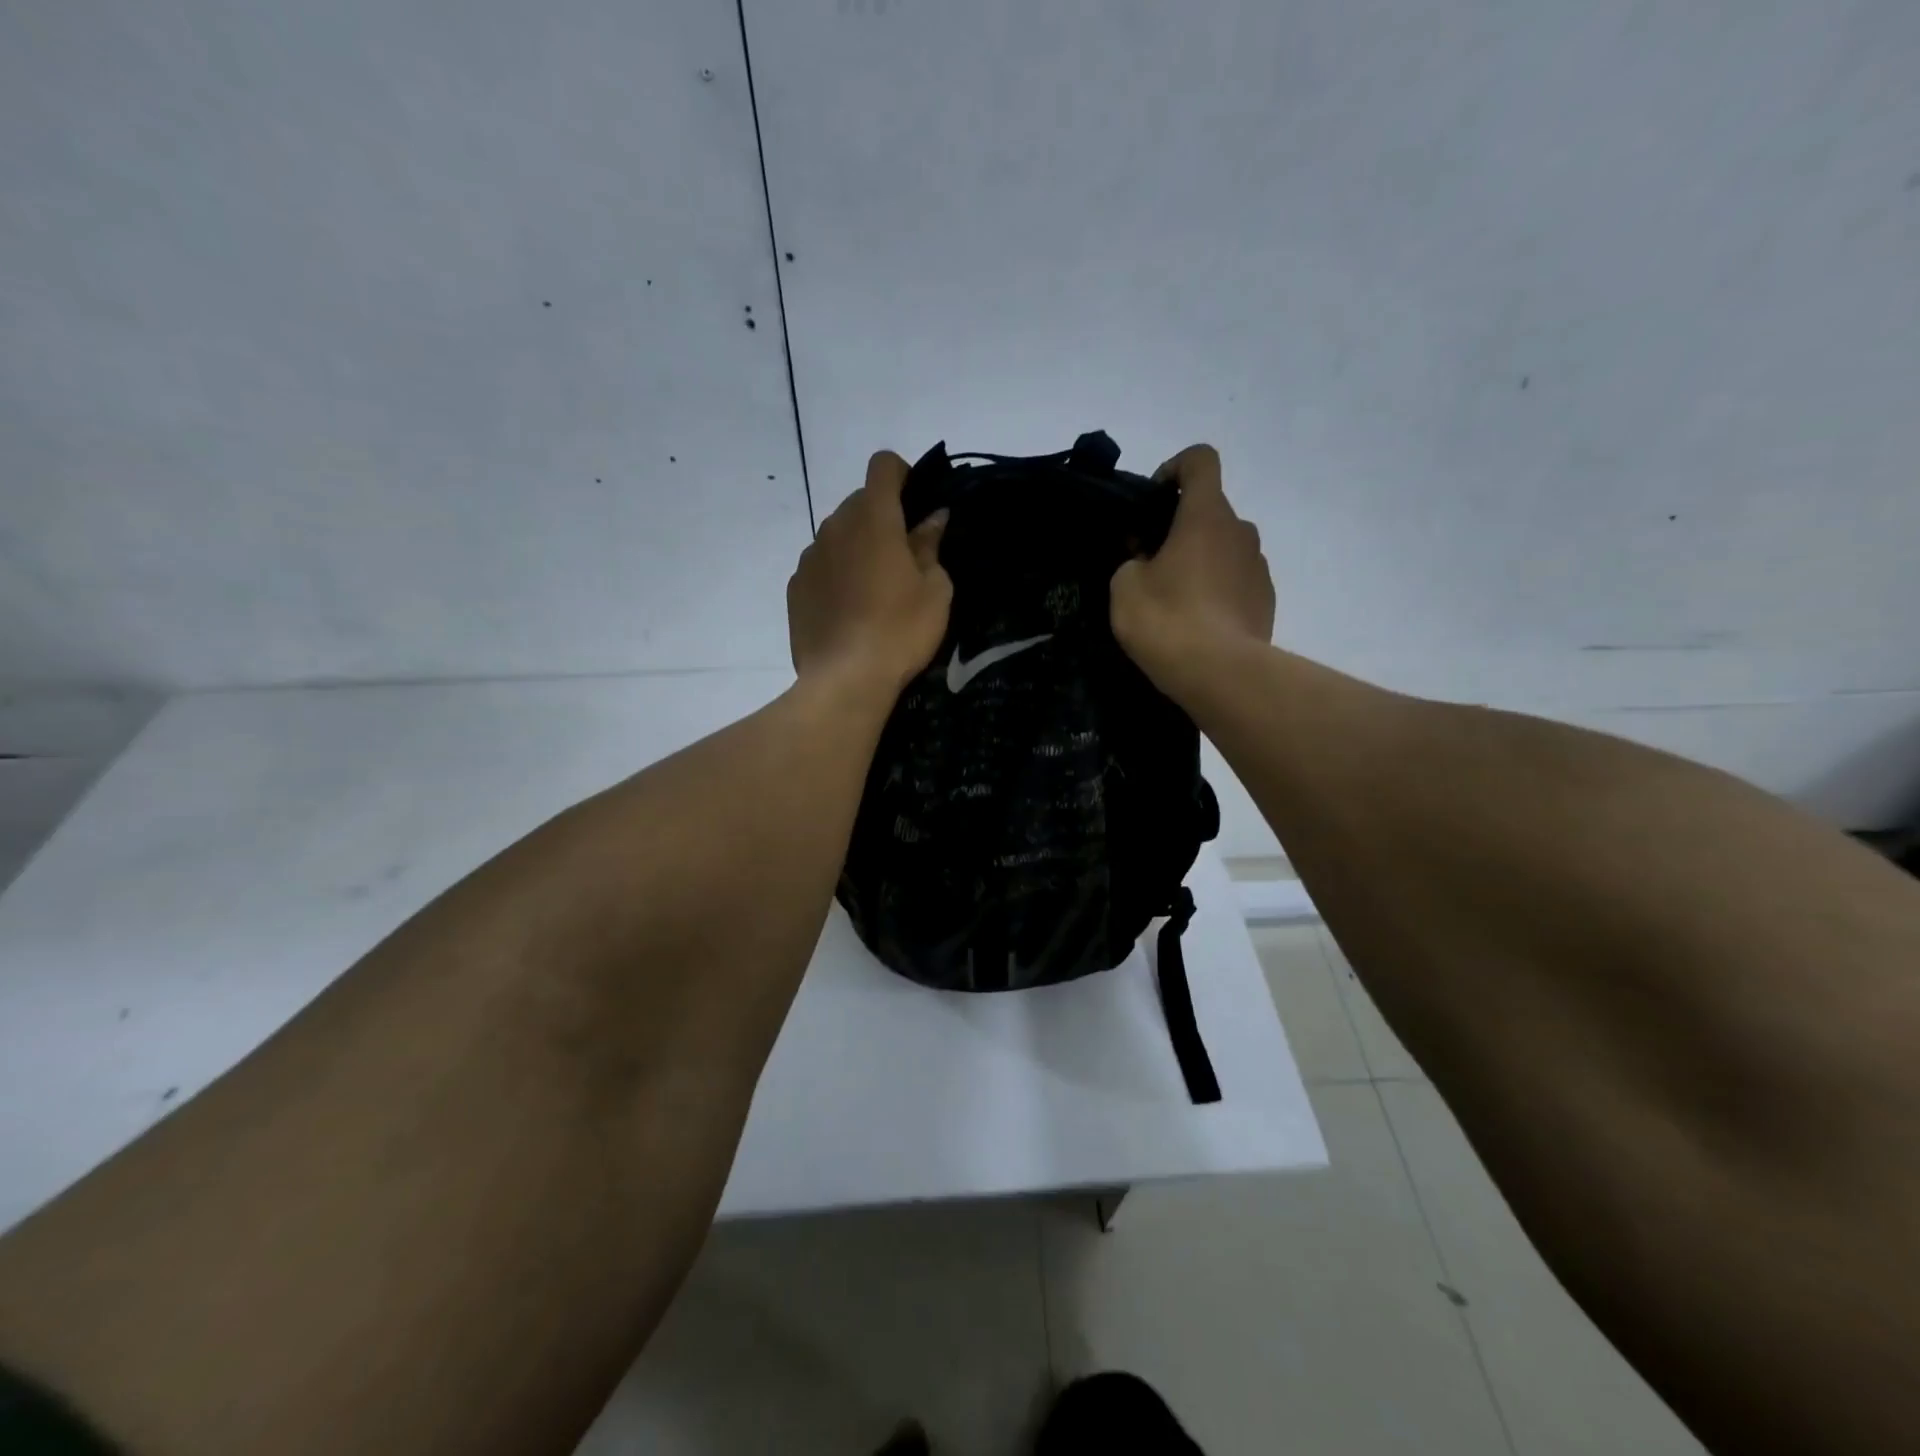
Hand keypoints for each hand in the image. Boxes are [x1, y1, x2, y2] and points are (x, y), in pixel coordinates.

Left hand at [788, 451, 951, 697]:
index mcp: (873, 519)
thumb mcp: (935, 590)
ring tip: (874, 590)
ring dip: (857, 546)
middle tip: (904, 557)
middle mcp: (834, 526)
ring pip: (837, 535)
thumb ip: (930, 545)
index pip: (882, 465)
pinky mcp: (795, 587)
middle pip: (859, 502)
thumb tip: (932, 518)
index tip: (915, 502)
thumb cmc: (901, 631)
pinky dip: (836, 574)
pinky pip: (820, 566)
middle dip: (882, 517)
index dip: (902, 474)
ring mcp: (809, 557)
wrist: (845, 680)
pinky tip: (849, 610)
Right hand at [1110, 444, 1274, 696]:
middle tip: (1152, 563)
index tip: (1154, 498)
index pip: (1200, 461)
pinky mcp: (1267, 600)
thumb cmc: (1167, 619)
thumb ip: (1131, 561)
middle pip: (1211, 511)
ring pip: (1225, 549)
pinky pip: (1237, 582)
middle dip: (1181, 529)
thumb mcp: (1124, 587)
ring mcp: (1259, 567)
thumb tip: (1145, 559)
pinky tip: (1198, 624)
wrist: (1221, 673)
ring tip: (1175, 600)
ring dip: (1201, 562)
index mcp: (1206, 515)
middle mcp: (1241, 531)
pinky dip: (1218, 591)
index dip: (1175, 468)